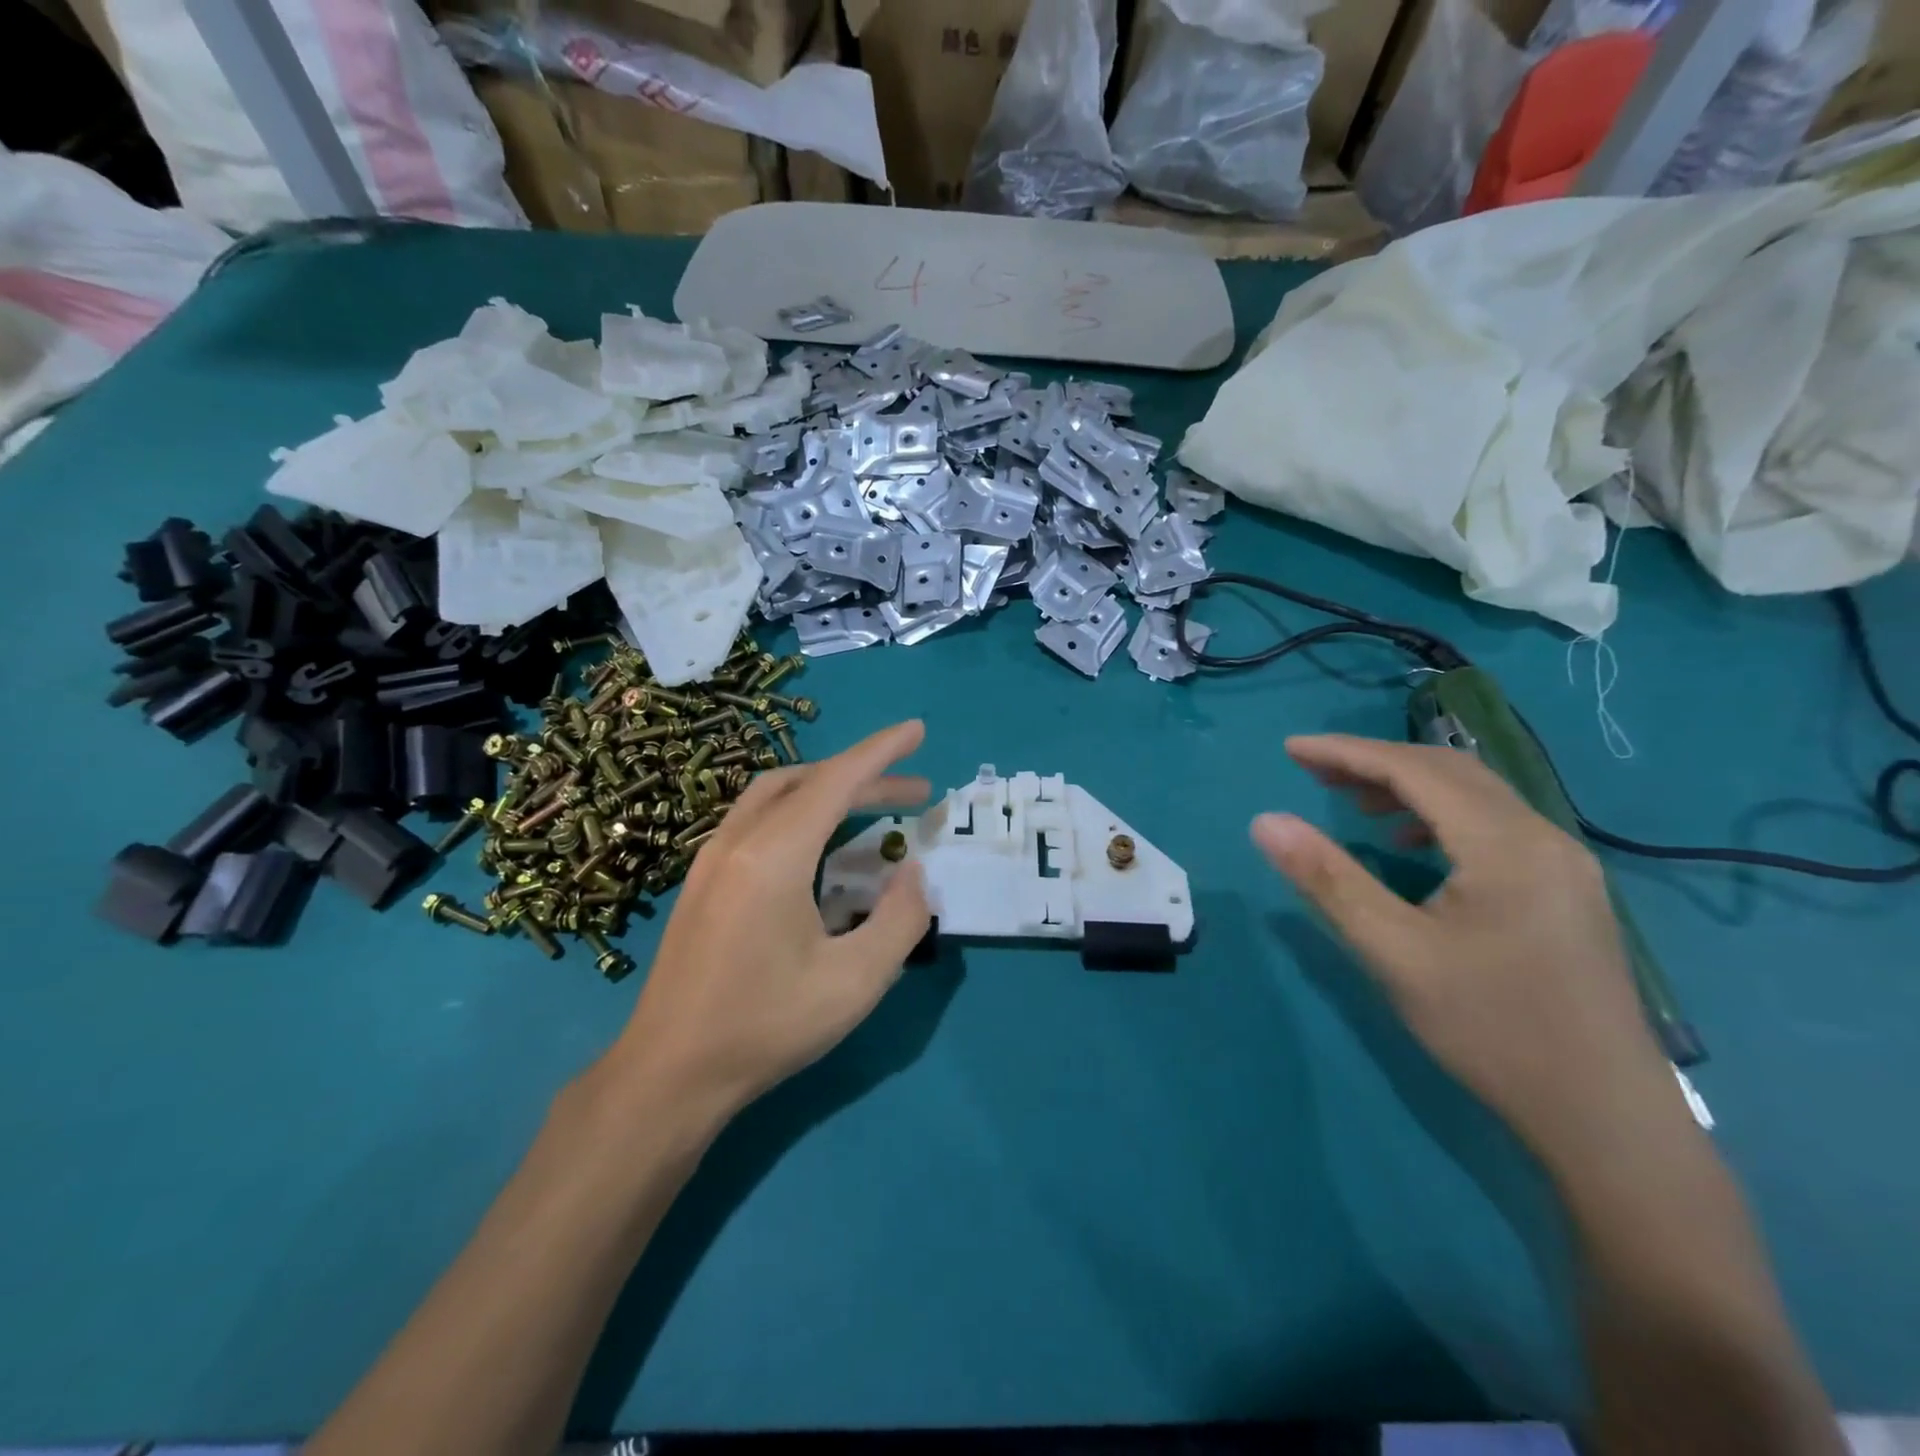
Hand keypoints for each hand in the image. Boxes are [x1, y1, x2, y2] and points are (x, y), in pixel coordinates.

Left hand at [605, 720, 932, 1121]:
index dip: (881, 751)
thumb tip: (913, 872)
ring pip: (777, 795)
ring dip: (829, 790)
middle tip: (917, 789)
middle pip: (808, 782)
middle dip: (866, 776)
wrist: (669, 1073)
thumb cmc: (766, 1025)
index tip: (917, 730)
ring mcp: (712, 859)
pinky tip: (820, 847)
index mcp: (773, 855)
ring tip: (872, 806)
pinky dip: (800, 812)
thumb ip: (900, 919)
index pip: (837, 780)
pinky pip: (757, 820)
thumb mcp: (855, 981)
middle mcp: (738, 841)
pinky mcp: (702, 881)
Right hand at [1253, 734, 1685, 1164]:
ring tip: (1350, 801)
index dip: (1346, 753)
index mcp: (1505, 844)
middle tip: (1311, 771)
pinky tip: (1410, 845)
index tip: (1290, 750)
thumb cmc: (1492, 1028)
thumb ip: (1327, 880)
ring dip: (1407, 786)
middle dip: (1374, 762)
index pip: (1415, 770)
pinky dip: (1439, 816)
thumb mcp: (1394, 952)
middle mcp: (1543, 837)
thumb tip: (1265, 821)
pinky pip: (1493, 825)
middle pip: (1449, 771)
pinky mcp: (1565, 890)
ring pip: (1474, 796)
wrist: (1604, 1117)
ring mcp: (1563, 864)